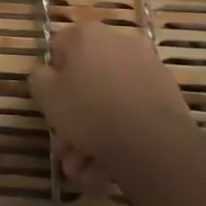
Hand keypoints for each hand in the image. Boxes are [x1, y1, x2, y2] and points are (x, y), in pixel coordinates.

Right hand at [29, 23, 189, 187]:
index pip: (58, 50)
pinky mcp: (167, 95)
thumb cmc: (89, 111)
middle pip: (86, 80)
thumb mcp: (45, 95)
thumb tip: (47, 75)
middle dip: (73, 118)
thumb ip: (38, 78)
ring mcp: (147, 68)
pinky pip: (132, 112)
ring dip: (92, 135)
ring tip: (83, 170)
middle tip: (65, 148)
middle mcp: (119, 42)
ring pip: (109, 101)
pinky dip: (118, 135)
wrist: (153, 143)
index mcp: (87, 34)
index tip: (52, 105)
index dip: (52, 80)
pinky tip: (105, 168)